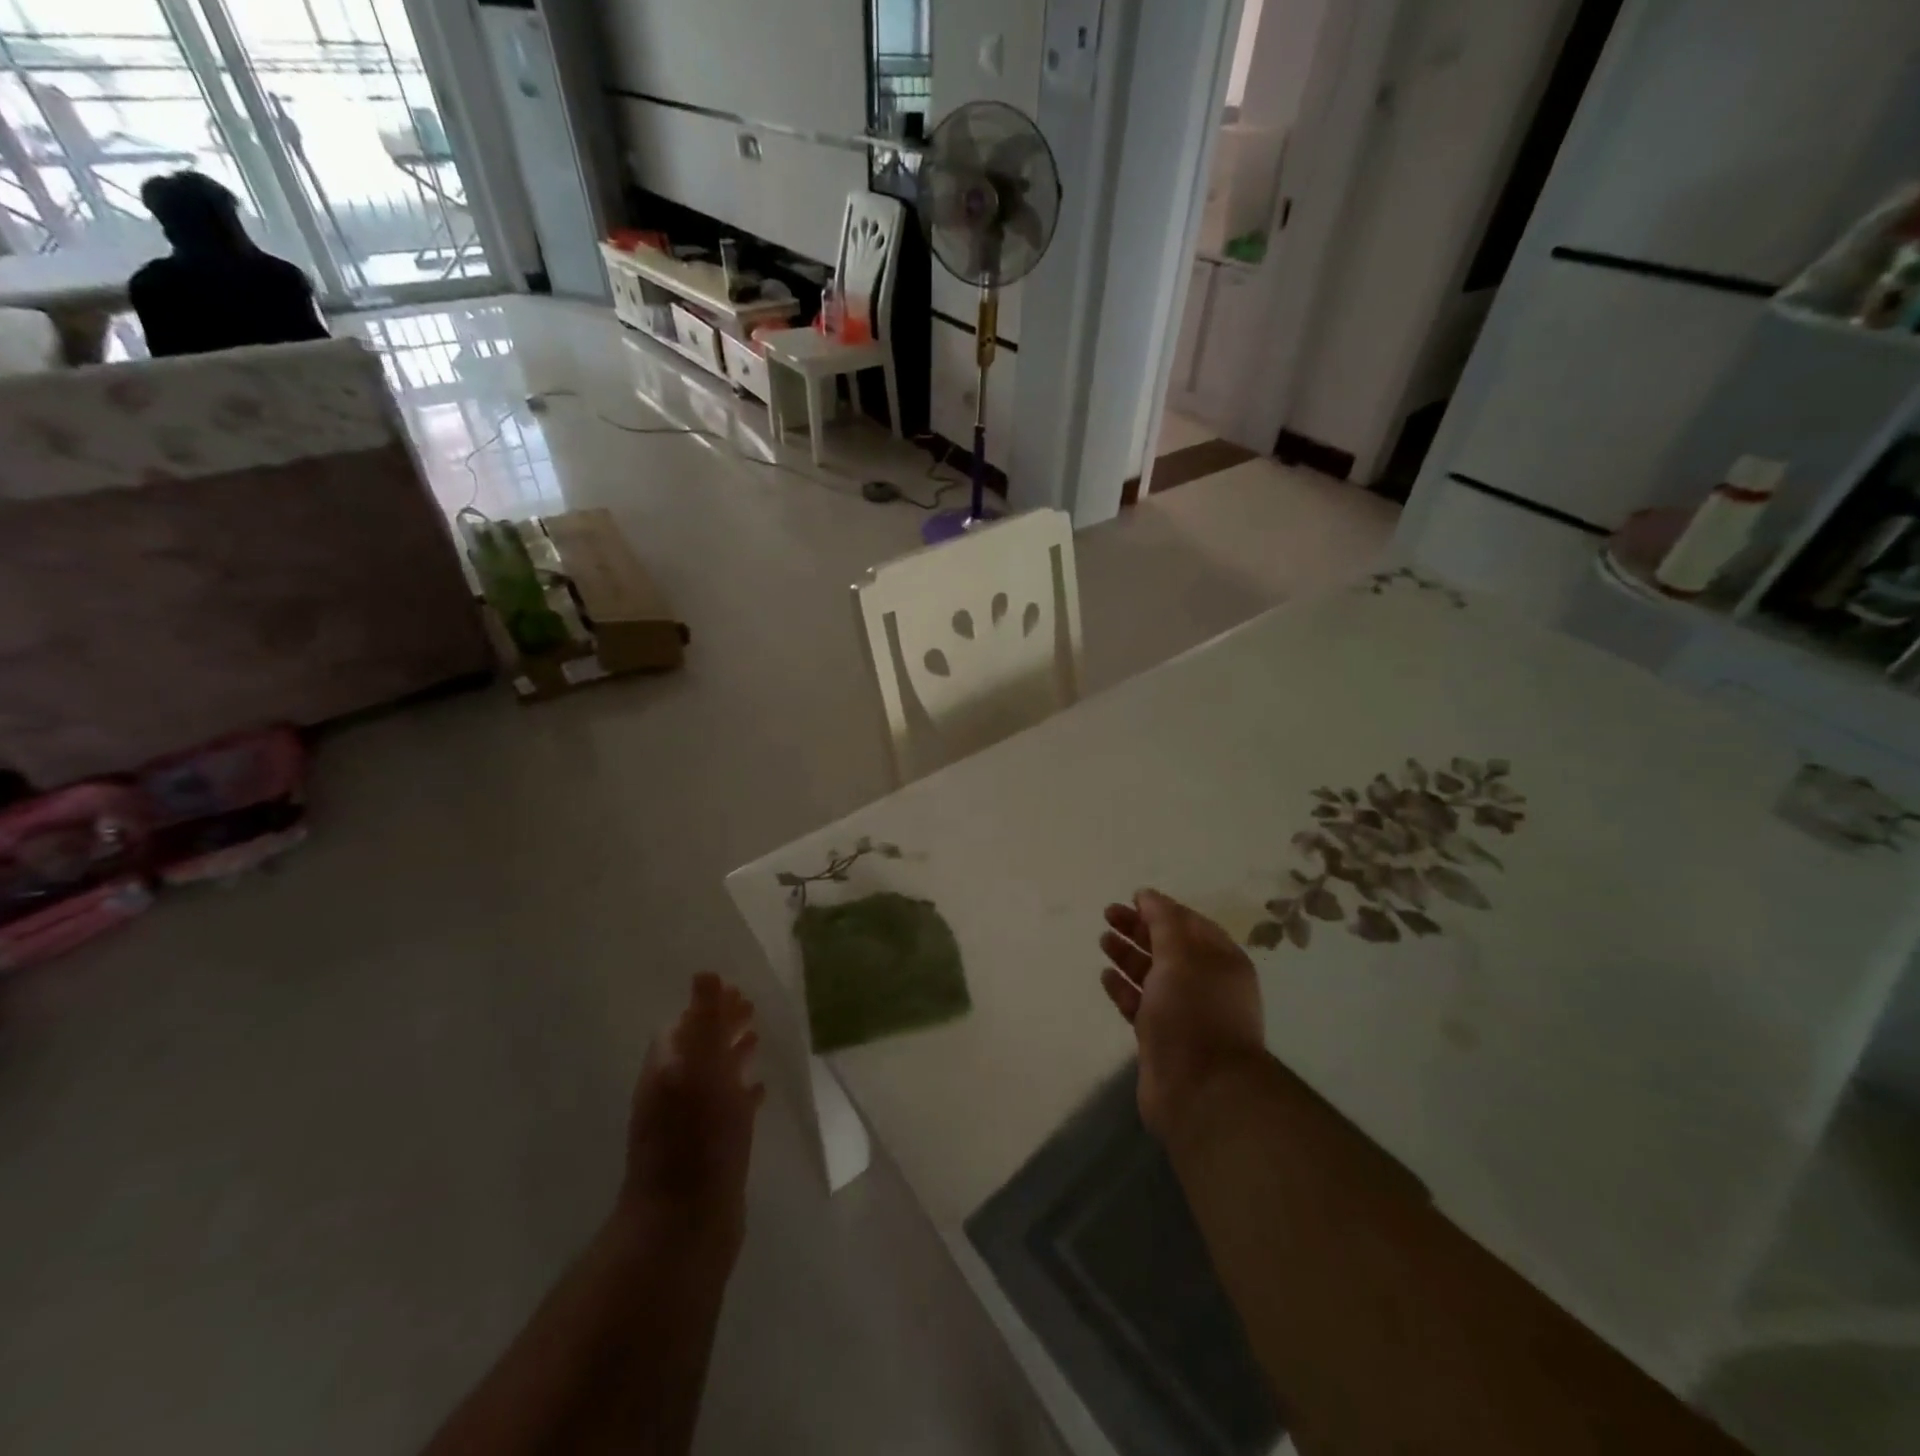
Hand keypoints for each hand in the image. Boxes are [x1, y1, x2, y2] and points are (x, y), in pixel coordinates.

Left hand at [620, 973, 764, 1250]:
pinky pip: (728, 1109)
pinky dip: (743, 1093)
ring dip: (732, 1056)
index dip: (707, 1008)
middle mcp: (674, 1093)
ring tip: (758, 1039)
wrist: (686, 1224)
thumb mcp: (700, 1070)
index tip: (737, 991)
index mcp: (667, 1070)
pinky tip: (761, 1090)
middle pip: (698, 1049)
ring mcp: (691, 1125)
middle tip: (753, 1007)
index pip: (682, 1027)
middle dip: (722, 1027)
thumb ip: (704, 1022)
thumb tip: (705, 974)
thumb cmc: (695, 1138)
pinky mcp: (711, 1151)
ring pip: (713, 1078)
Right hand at [1099, 890, 1267, 1135]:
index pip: (1189, 924)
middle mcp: (1205, 984)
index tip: (1131, 898)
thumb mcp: (1182, 955)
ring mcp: (1183, 1013)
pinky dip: (1123, 988)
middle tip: (1108, 914)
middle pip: (1168, 947)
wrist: (1200, 1091)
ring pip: (1152, 975)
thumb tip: (1148, 895)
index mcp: (1221, 961)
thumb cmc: (1194, 1012)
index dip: (1161, 909)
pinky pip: (1140, 1004)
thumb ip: (1164, 921)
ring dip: (1128, 956)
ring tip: (1103, 939)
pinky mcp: (1161, 1038)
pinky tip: (1105, 976)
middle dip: (1139, 929)